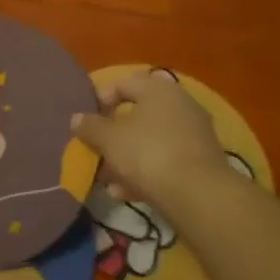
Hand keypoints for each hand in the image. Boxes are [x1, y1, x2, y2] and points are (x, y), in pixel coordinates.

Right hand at [70, 69, 238, 217]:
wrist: (198, 195)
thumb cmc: (147, 154)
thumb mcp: (108, 139)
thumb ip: (90, 126)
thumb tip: (77, 118)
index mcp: (158, 89)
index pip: (122, 84)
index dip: (100, 101)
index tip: (86, 123)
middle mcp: (180, 104)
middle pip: (137, 114)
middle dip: (113, 135)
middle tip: (96, 150)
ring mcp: (194, 133)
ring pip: (150, 140)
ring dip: (127, 157)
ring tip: (107, 180)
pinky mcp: (201, 161)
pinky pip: (165, 160)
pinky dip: (145, 172)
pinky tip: (126, 193)